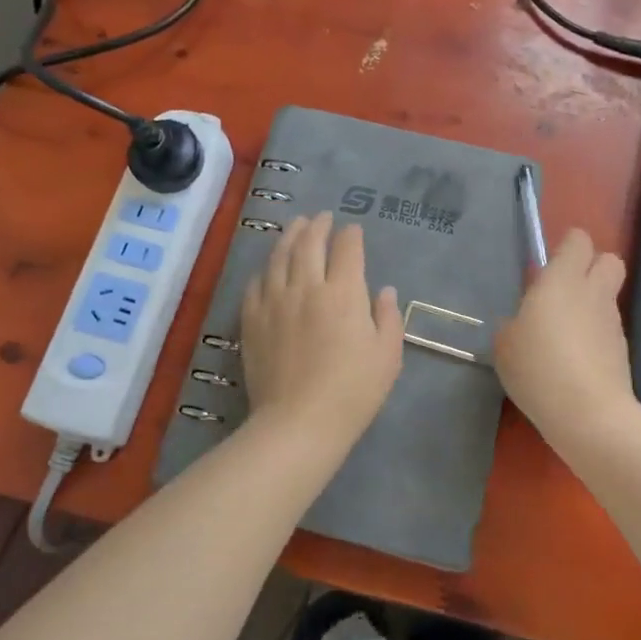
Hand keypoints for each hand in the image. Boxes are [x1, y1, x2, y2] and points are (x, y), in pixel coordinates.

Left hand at [241, 212, 403, 448]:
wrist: (298, 422)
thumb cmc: (352, 391)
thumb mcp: (387, 356)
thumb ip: (388, 318)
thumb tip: (385, 291)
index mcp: (344, 293)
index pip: (347, 249)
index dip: (351, 235)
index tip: (353, 230)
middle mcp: (307, 287)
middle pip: (310, 243)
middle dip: (318, 225)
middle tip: (322, 217)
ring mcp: (275, 301)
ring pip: (280, 256)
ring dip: (290, 236)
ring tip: (296, 226)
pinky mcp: (252, 319)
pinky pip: (256, 283)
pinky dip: (266, 269)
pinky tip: (270, 268)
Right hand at [494, 229, 636, 443]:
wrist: (589, 414)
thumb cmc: (539, 368)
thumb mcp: (505, 345)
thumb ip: (513, 324)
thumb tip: (521, 323)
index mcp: (562, 280)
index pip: (578, 240)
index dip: (566, 247)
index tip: (547, 265)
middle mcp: (593, 292)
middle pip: (609, 259)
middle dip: (591, 267)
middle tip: (562, 290)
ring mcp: (612, 322)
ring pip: (607, 297)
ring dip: (589, 305)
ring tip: (562, 335)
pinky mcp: (622, 351)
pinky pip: (607, 329)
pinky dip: (593, 336)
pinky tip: (573, 362)